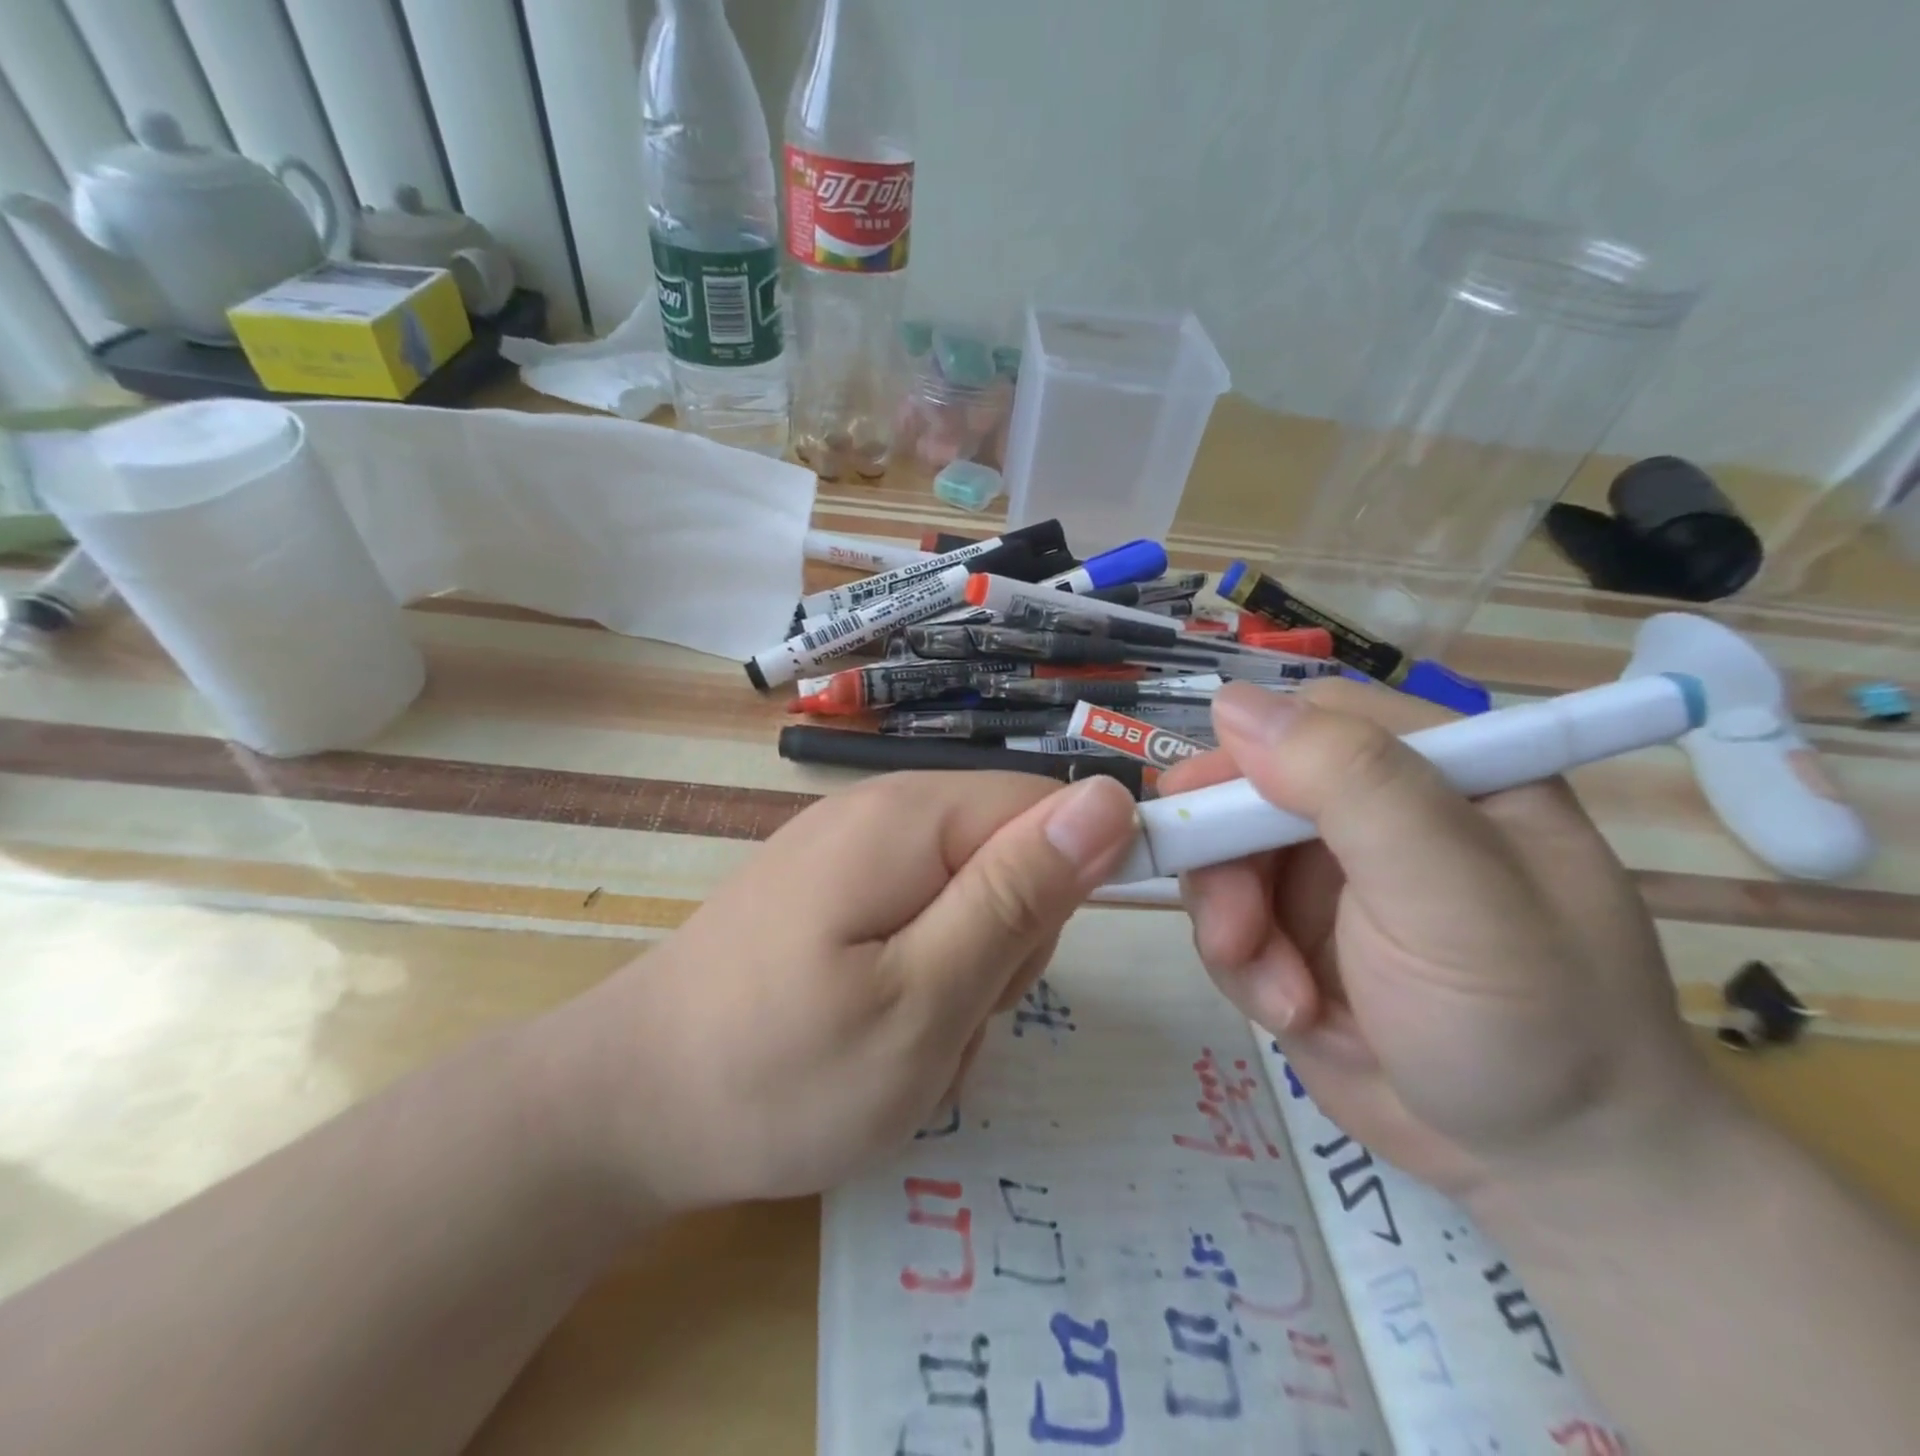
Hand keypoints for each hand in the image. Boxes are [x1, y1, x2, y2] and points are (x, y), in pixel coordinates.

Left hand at [555, 770, 1139, 1211]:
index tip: (1018, 969)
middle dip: (1006, 942)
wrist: (625, 1109)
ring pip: (969, 895)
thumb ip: (1018, 895)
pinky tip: (874, 1030)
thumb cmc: (778, 1070)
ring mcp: (850, 850)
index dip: (1069, 881)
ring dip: (965, 972)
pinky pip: (919, 917)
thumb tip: (1108, 798)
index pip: (1047, 807)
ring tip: (905, 1037)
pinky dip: (922, 978)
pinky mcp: (831, 891)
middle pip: (1009, 852)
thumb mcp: (924, 999)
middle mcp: (881, 811)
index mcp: (910, 817)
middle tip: (946, 1015)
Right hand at [1160, 679, 1717, 1201]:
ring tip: (1281, 996)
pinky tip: (1290, 1013)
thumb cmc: (1528, 1021)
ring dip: (1231, 925)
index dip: (1244, 758)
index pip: (1311, 719)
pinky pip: (1227, 920)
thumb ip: (1354, 786)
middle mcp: (1375, 813)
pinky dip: (1241, 966)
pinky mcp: (1294, 933)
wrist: (1545, 1174)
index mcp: (1438, 770)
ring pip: (1223, 860)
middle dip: (1225, 863)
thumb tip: (1231, 701)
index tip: (1203, 819)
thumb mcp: (1454, 896)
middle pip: (1246, 793)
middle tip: (1234, 931)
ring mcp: (1328, 876)